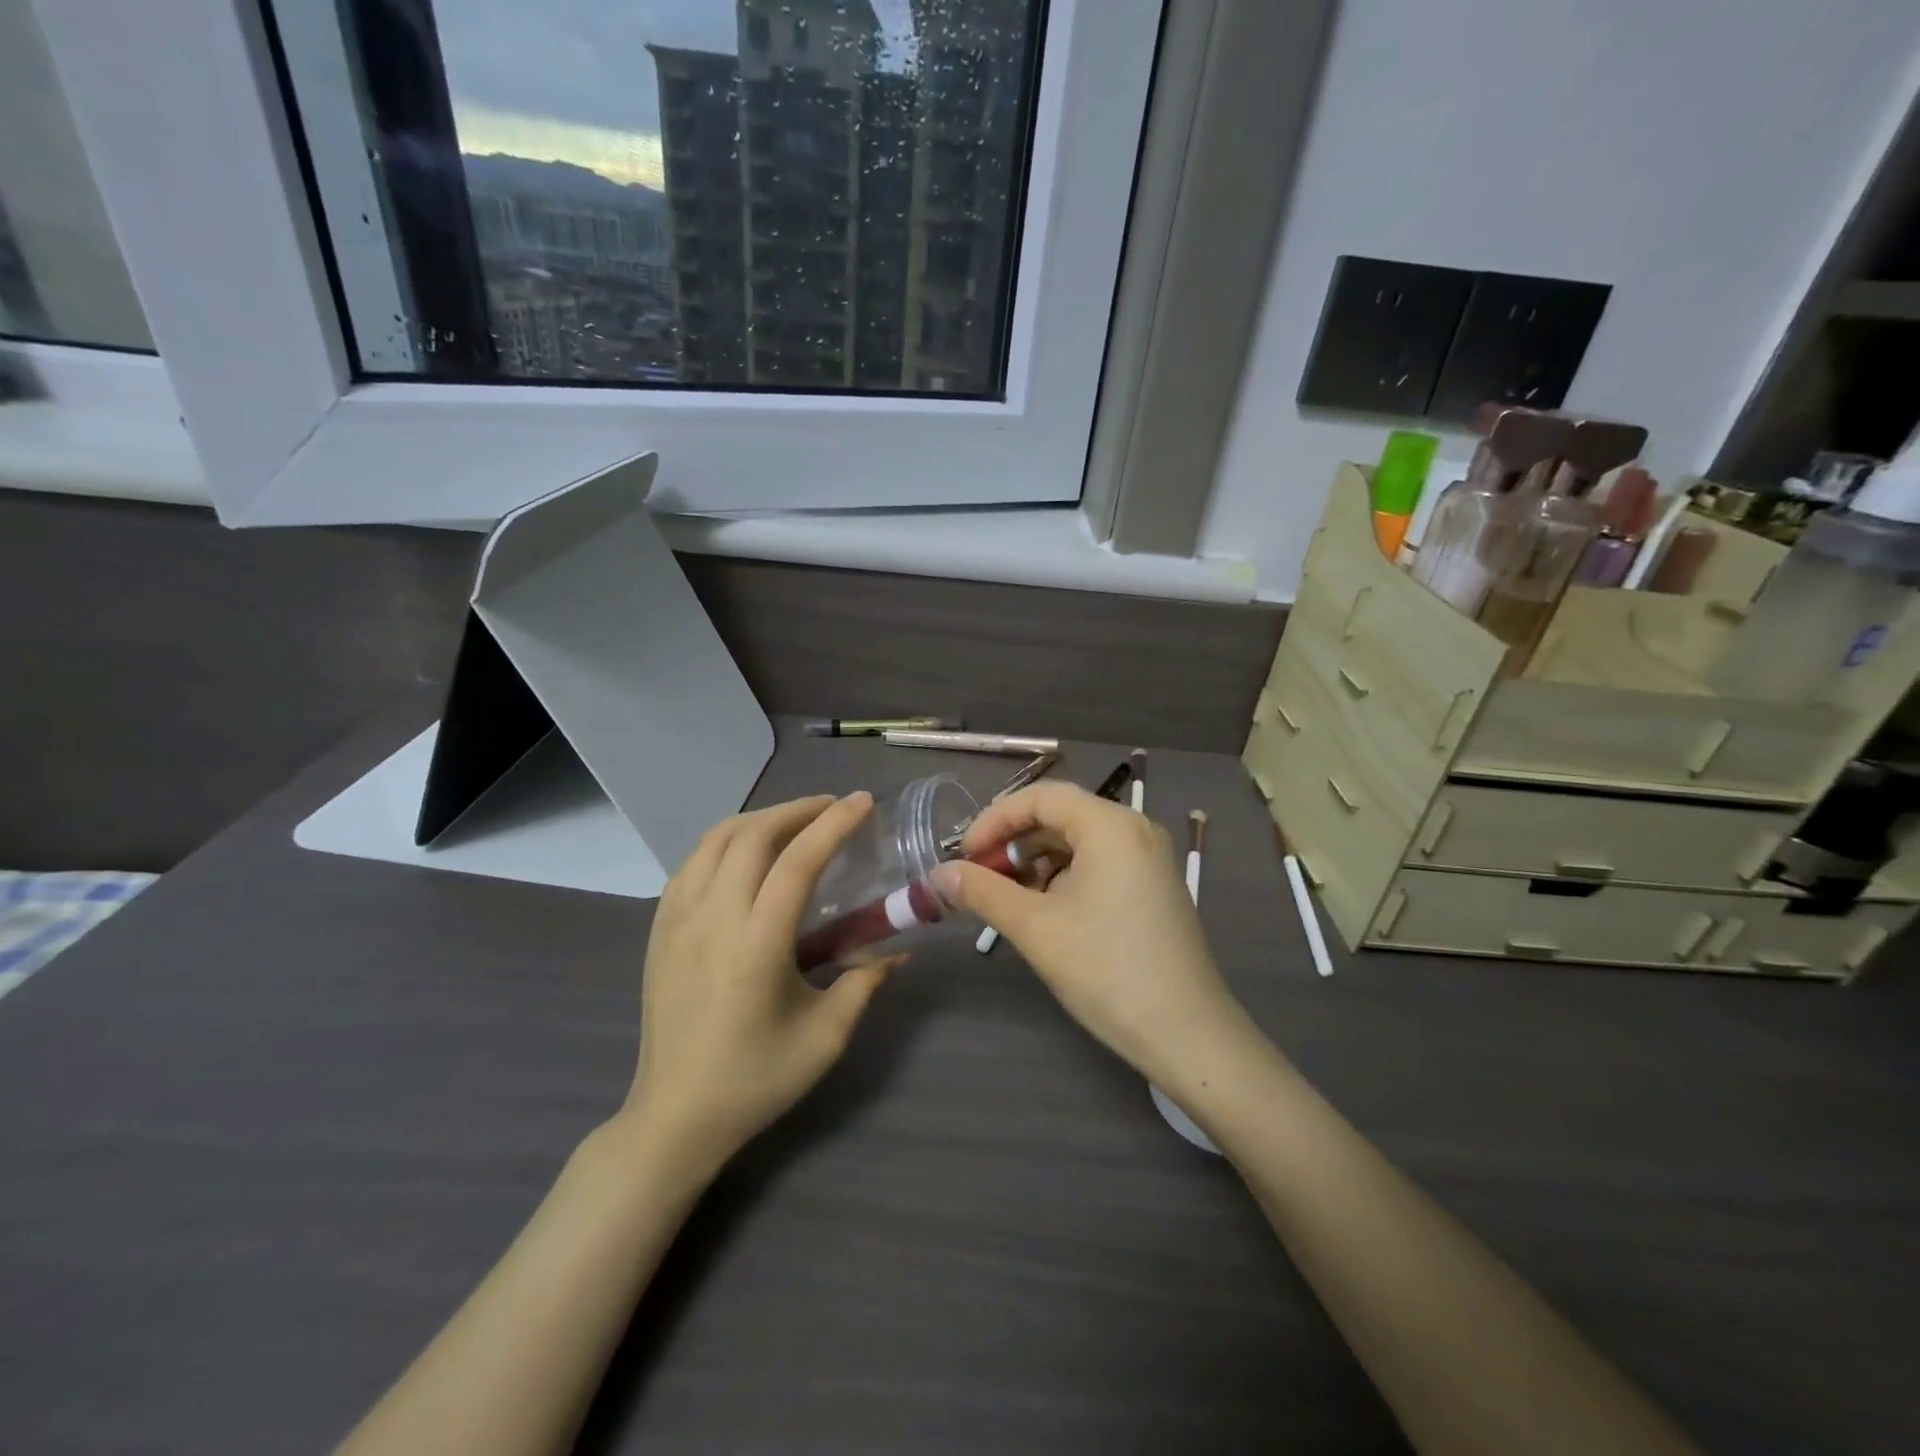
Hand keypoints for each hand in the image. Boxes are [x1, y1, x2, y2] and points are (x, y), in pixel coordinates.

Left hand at [620, 793, 895, 1168]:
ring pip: (715, 840)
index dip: (833, 824)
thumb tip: (900, 952)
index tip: (862, 802)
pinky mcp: (660, 928)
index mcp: (756, 944)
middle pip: (752, 835)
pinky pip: (692, 863)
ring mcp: (678, 919)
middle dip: (797, 810)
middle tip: (831, 808)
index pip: (798, 861)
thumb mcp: (825, 1038)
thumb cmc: (755, 1079)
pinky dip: (724, 842)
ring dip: (758, 820)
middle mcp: (713, 918)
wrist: (675, 1115)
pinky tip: (744, 854)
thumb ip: (865, 984)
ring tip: (792, 822)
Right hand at [936, 782, 1245, 1087]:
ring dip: (1035, 861)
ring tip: (1005, 897)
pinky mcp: (1153, 886)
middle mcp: (1135, 829)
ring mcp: (1149, 858)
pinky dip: (1063, 876)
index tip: (963, 855)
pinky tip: (1042, 909)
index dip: (994, 819)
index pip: (1040, 796)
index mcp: (1111, 825)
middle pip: (1060, 815)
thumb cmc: (1107, 971)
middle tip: (977, 877)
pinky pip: (1098, 863)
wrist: (1188, 1035)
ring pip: (1078, 841)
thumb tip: (938, 874)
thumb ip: (984, 892)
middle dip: (1013, 842)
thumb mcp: (1036, 928)